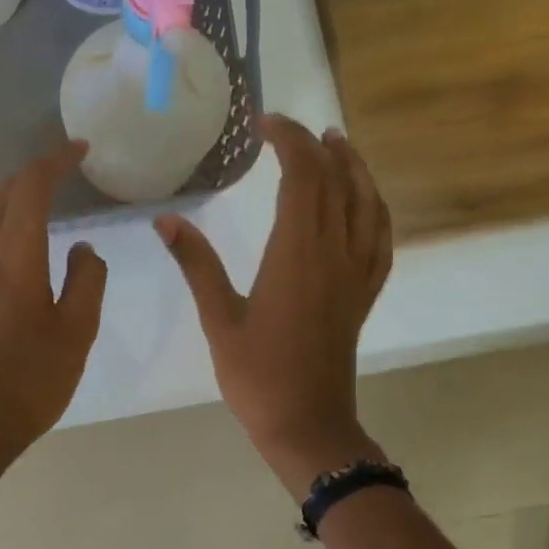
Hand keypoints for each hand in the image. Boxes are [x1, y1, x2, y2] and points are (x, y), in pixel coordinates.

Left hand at [0, 144, 107, 469]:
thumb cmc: (31, 380)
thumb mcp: (77, 332)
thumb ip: (87, 281)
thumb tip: (83, 248)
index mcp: (13, 256)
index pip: (30, 188)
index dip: (54, 162)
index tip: (78, 151)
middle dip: (25, 181)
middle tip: (55, 183)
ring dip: (2, 206)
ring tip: (29, 217)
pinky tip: (5, 266)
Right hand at [155, 115, 393, 495]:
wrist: (307, 424)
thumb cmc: (257, 376)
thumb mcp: (219, 319)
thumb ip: (197, 264)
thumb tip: (167, 220)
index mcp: (297, 254)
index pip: (303, 177)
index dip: (288, 141)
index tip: (263, 125)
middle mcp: (334, 253)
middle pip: (335, 182)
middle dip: (314, 146)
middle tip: (287, 129)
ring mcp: (356, 274)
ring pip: (366, 203)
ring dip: (353, 167)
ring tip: (337, 143)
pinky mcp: (364, 294)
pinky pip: (381, 239)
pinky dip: (375, 208)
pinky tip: (366, 201)